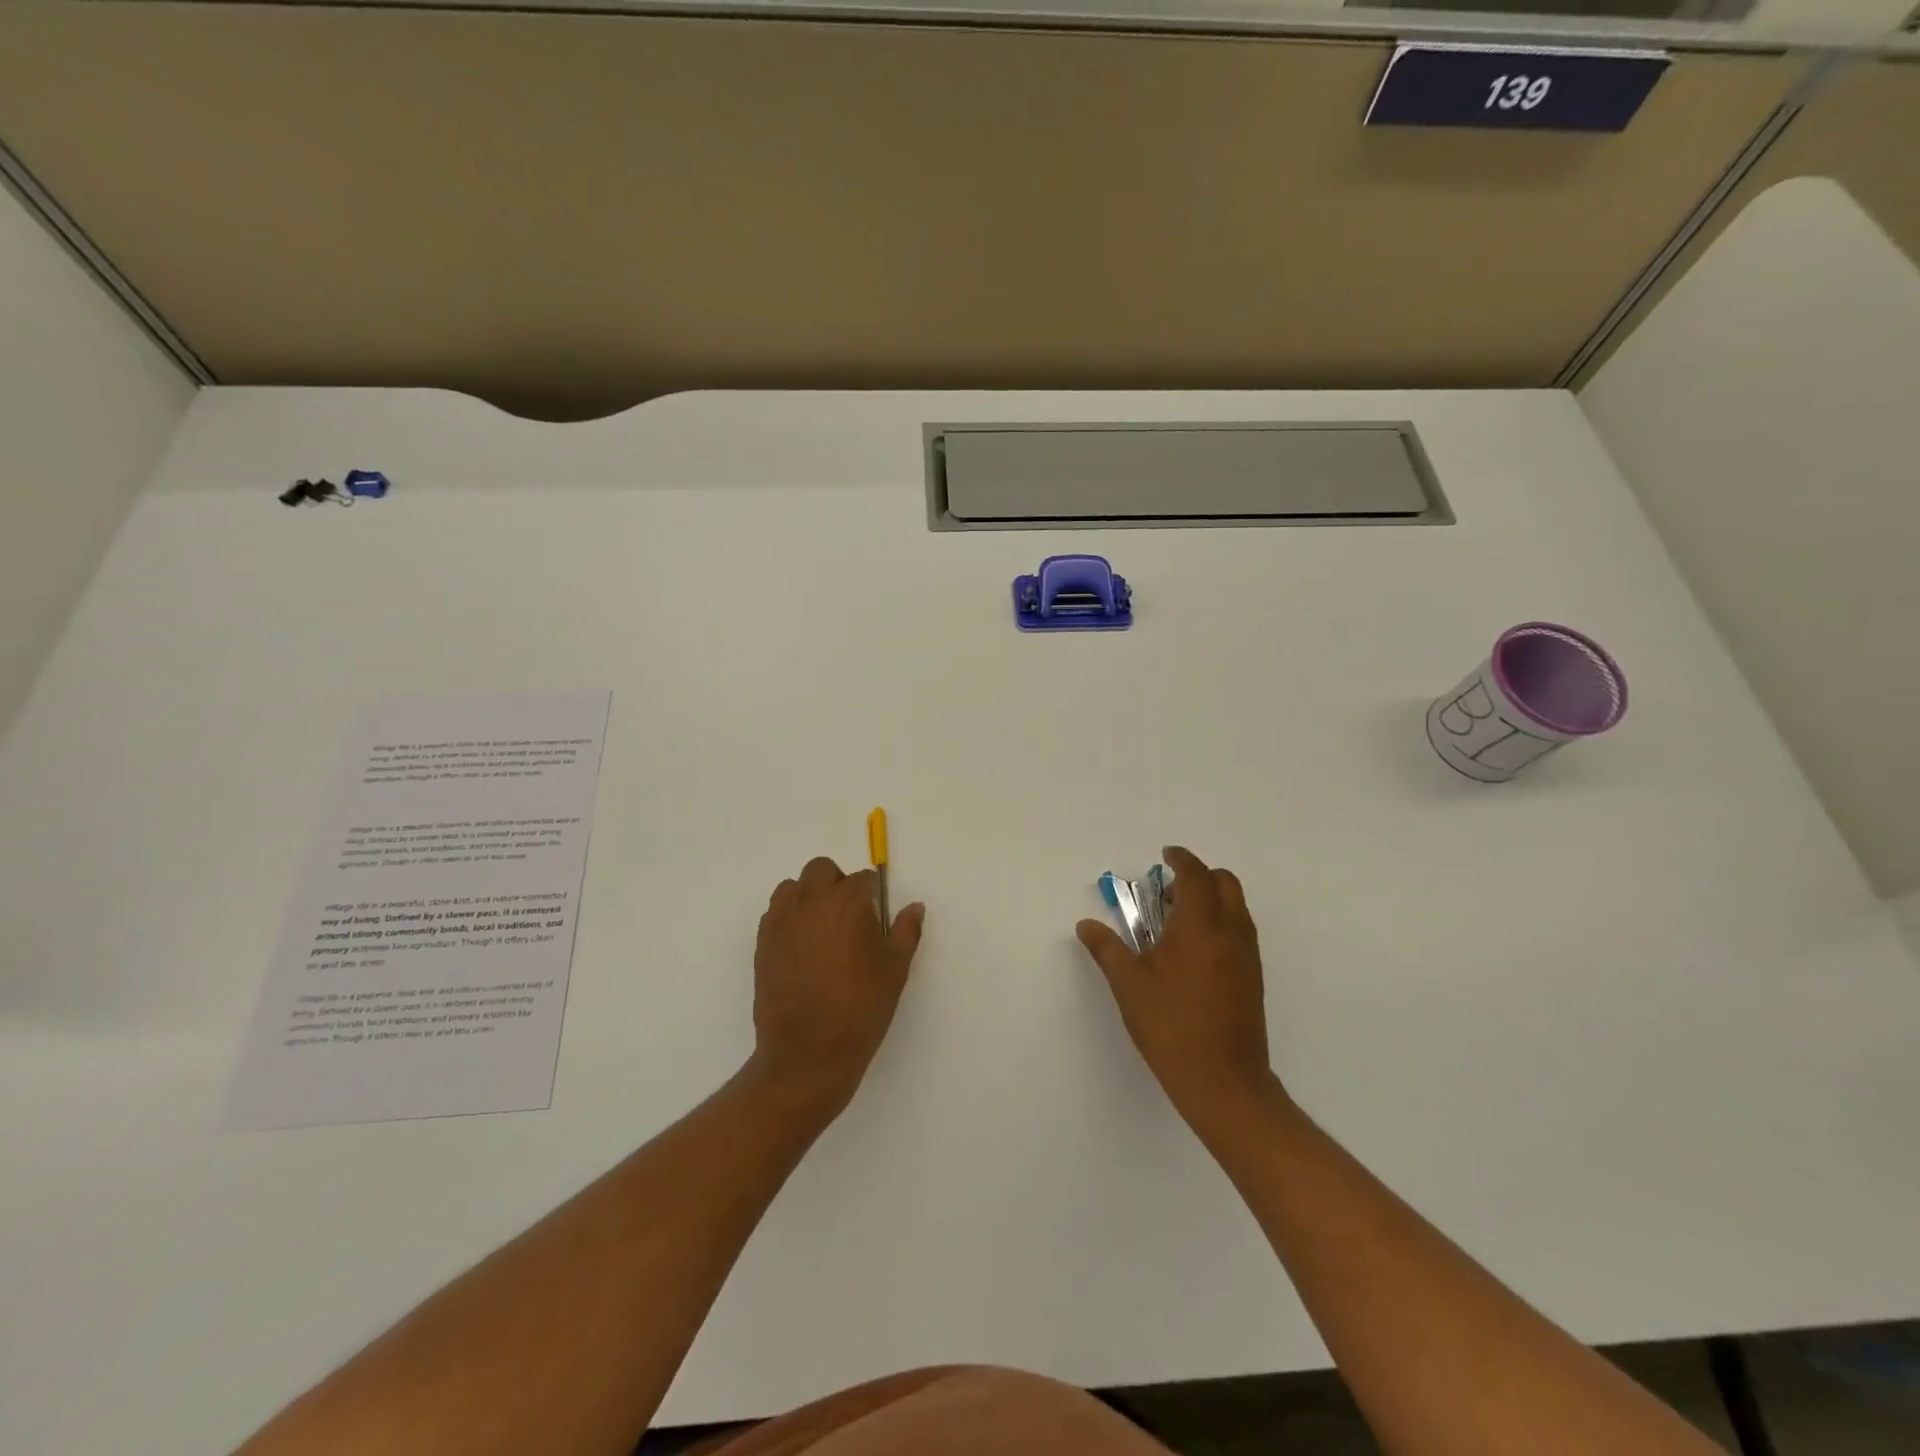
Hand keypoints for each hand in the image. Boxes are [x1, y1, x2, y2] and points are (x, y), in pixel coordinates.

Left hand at [749, 855, 925, 1122]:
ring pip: (793, 888)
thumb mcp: (895, 969)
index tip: (875, 919)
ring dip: (808, 897)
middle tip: (848, 918)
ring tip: (821, 930)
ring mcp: (782, 920)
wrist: (808, 1052)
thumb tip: (915, 907)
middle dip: (837, 884)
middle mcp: (812, 901)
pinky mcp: (762, 941)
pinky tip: (801, 949)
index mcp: (849, 902)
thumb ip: (906, 931)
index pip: (863, 879)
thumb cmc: (861, 1008)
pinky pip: (776, 913)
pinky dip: (789, 919)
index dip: (872, 896)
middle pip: (822, 870)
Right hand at [1076, 846, 1277, 1132]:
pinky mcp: (1253, 978)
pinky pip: (1240, 931)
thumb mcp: (1129, 986)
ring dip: (1210, 899)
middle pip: (1225, 883)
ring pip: (1236, 908)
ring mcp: (1247, 956)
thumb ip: (1107, 949)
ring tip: (1175, 922)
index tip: (1165, 854)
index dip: (1181, 859)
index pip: (1195, 875)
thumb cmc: (1171, 1026)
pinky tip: (1192, 952)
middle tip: (1167, 892)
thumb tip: (1086, 925)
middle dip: (1199, 876)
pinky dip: (1220, 922)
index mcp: (1200, 927)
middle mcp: (1231, 933)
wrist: (1224, 1082)